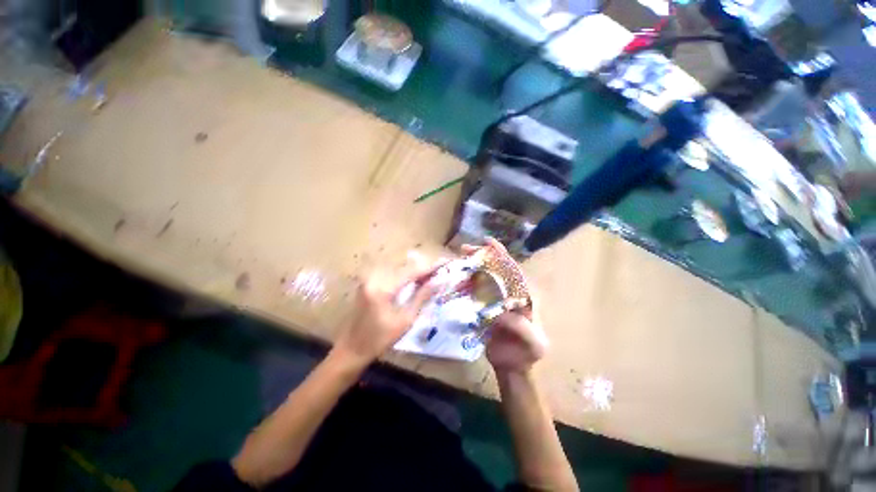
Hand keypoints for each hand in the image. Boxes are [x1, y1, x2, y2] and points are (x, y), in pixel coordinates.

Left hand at [332, 258, 439, 366]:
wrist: (351, 349)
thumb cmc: (379, 340)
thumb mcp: (405, 320)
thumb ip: (421, 297)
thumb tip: (437, 281)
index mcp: (383, 288)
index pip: (411, 272)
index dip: (429, 267)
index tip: (444, 263)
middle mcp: (374, 278)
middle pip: (404, 267)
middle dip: (423, 268)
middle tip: (439, 270)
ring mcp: (368, 279)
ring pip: (397, 269)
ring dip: (414, 271)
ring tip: (430, 275)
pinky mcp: (367, 283)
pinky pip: (390, 274)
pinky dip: (403, 275)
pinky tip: (414, 280)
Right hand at [460, 240, 548, 374]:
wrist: (513, 367)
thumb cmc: (527, 354)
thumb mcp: (534, 344)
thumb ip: (524, 328)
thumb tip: (502, 312)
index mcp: (526, 296)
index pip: (514, 271)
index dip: (501, 256)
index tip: (488, 242)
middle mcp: (511, 293)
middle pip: (497, 270)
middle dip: (482, 257)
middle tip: (465, 249)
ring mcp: (497, 299)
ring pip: (485, 278)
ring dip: (473, 267)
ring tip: (459, 259)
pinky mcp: (485, 307)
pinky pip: (476, 291)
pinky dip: (467, 283)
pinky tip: (458, 278)